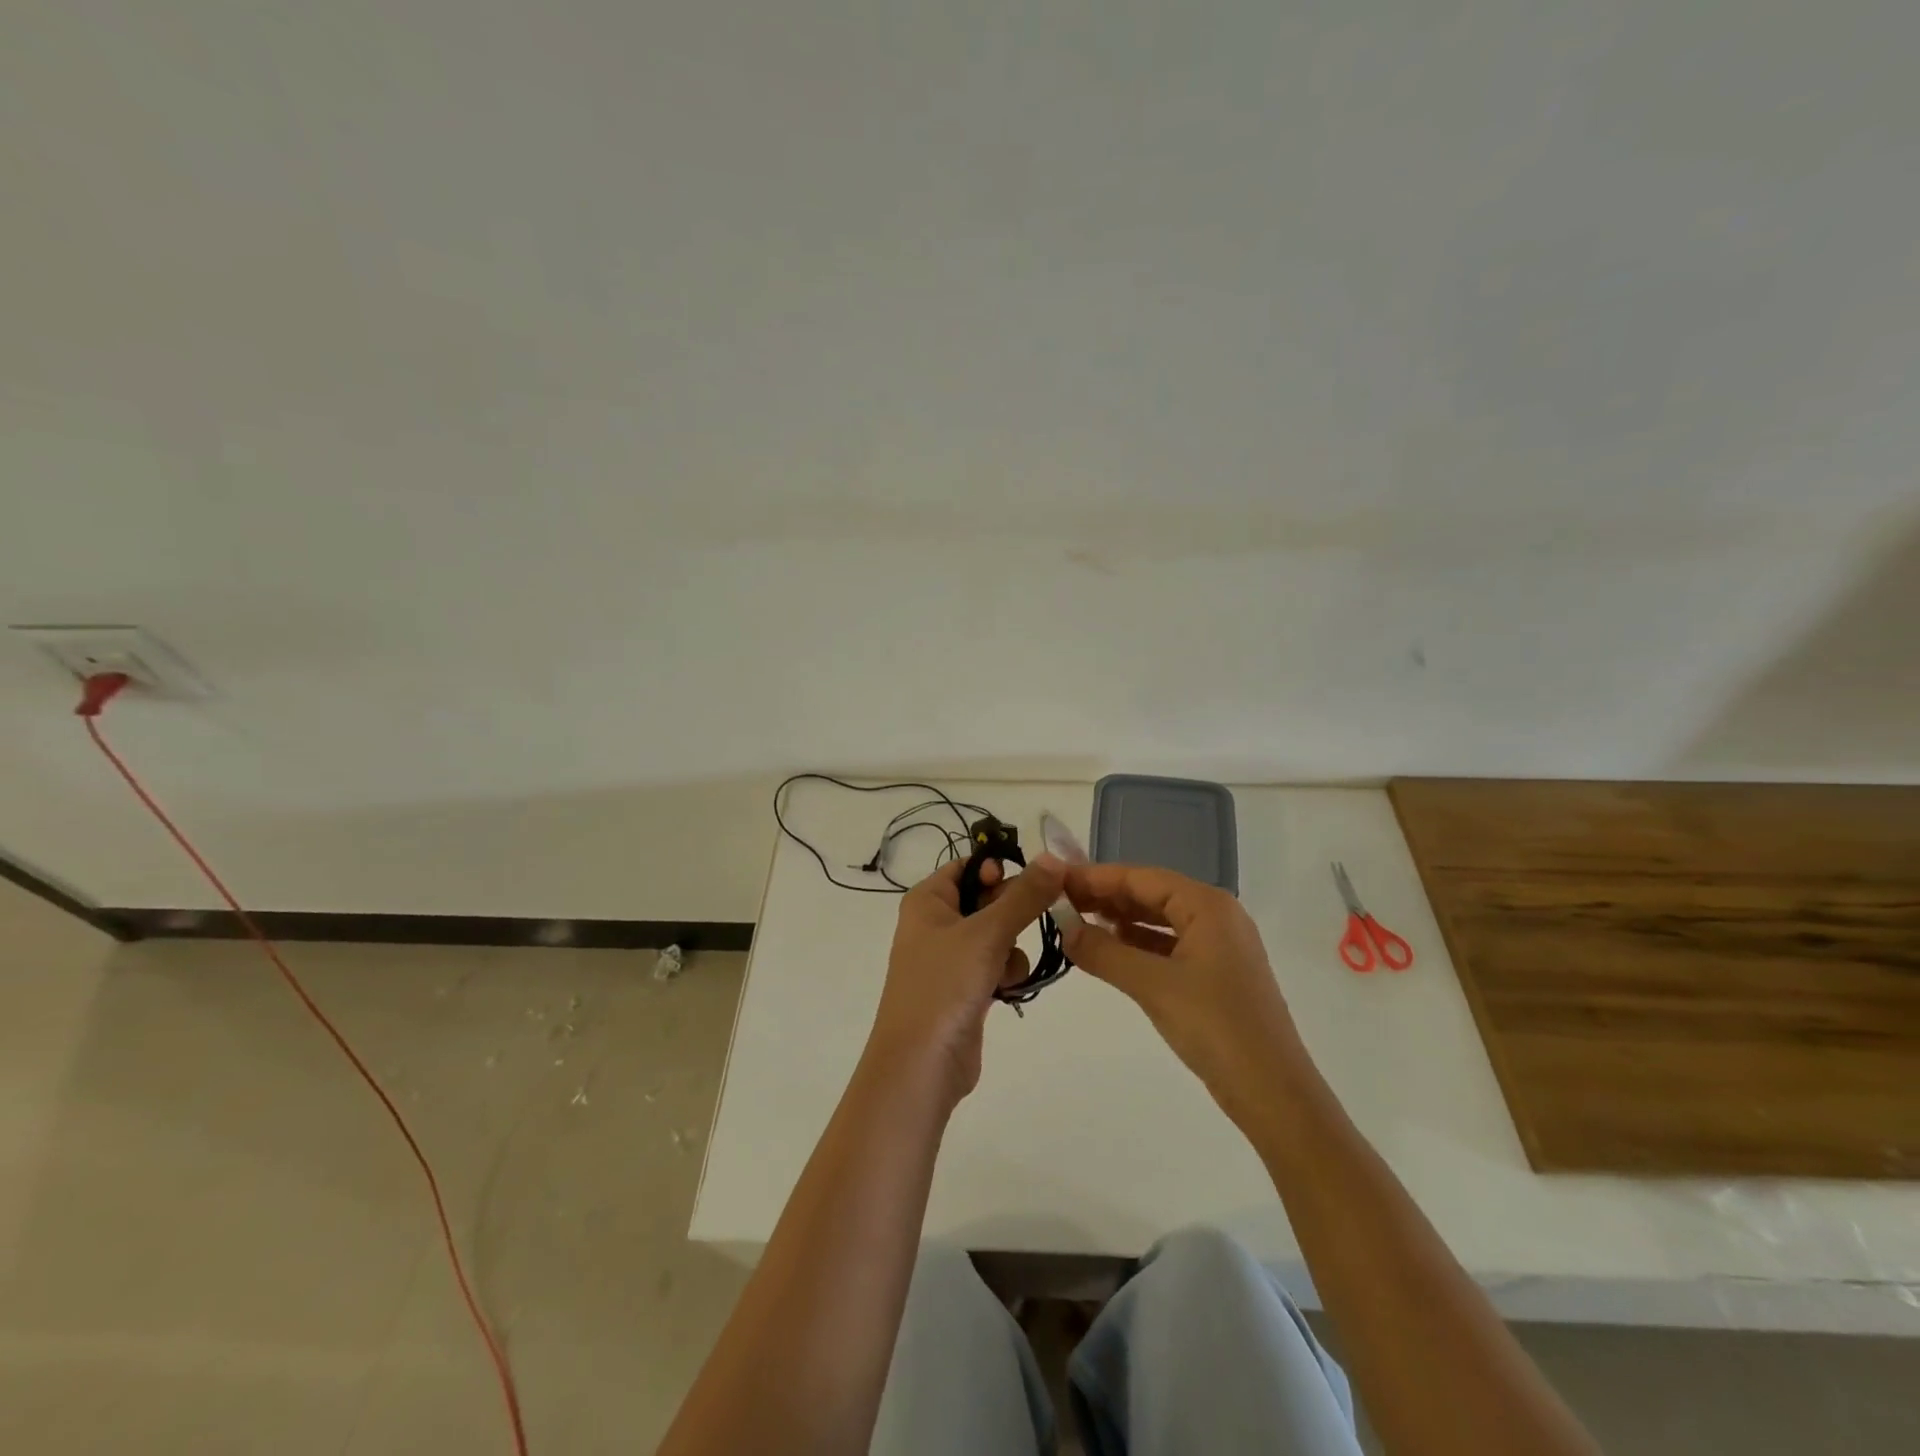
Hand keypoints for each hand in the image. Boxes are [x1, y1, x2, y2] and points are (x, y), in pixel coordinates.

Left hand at [867, 853, 1067, 1107]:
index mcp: (928, 900)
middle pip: (986, 899)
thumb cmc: (944, 986)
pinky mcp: (964, 989)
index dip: (1000, 869)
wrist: (921, 1065)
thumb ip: (1024, 896)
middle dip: (1014, 913)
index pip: (968, 866)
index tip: (1034, 881)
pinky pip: (995, 966)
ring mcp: (949, 958)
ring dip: (1012, 949)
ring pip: (996, 935)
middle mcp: (935, 923)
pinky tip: (1007, 990)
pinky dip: (1006, 974)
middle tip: (1039, 919)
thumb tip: (1054, 858)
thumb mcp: (987, 934)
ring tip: (1008, 969)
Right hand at [1061, 864, 1313, 1128]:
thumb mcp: (1153, 985)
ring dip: (1120, 921)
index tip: (1057, 880)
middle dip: (1106, 897)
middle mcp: (1216, 916)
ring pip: (1159, 921)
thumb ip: (1104, 952)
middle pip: (1151, 894)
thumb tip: (1064, 929)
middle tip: (1060, 902)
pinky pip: (1168, 946)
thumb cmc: (1215, 1026)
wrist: (1273, 1093)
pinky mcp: (1216, 975)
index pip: (1142, 877)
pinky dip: (1137, 945)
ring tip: (1076, 923)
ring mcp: (1219, 946)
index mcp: (1208, 906)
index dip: (1097, 877)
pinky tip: (1109, 952)